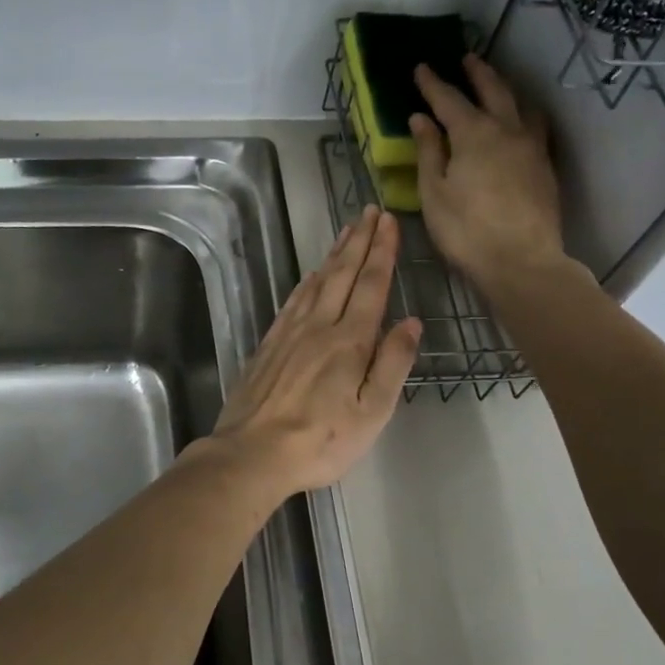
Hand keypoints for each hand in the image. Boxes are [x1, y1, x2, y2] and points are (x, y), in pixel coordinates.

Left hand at [207, 205, 419, 496]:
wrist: (252, 453)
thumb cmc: (321, 440)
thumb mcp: (373, 411)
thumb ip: (393, 363)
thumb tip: (411, 322)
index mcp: (350, 341)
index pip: (371, 285)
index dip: (382, 252)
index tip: (388, 222)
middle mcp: (319, 327)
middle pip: (342, 275)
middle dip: (359, 241)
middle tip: (369, 211)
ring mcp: (289, 334)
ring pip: (316, 283)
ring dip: (334, 255)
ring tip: (346, 232)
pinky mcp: (268, 346)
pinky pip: (292, 303)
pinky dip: (306, 283)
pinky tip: (310, 277)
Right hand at [409, 55, 568, 295]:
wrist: (521, 261)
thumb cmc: (466, 231)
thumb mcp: (434, 193)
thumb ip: (428, 152)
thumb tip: (421, 118)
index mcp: (473, 134)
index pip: (449, 99)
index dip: (433, 83)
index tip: (421, 67)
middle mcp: (507, 130)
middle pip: (492, 90)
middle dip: (477, 73)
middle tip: (466, 58)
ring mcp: (532, 147)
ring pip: (520, 105)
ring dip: (505, 89)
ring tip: (496, 84)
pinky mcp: (545, 167)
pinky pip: (535, 126)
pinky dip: (522, 114)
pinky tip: (519, 122)